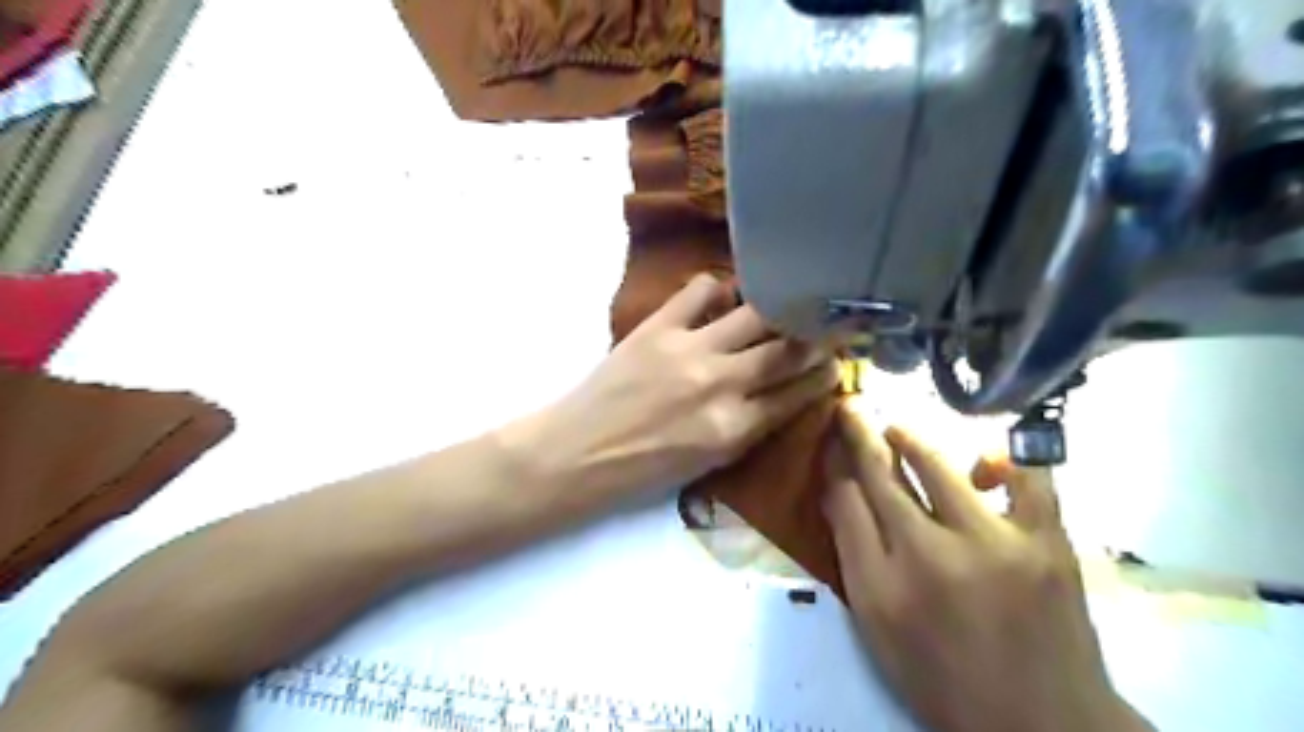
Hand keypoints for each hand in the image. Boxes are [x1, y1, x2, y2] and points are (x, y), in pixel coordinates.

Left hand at [509, 271, 834, 503]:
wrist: (580, 451)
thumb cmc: (644, 469)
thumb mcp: (709, 462)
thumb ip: (750, 427)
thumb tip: (783, 392)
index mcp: (735, 429)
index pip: (798, 393)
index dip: (825, 375)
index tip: (838, 362)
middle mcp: (722, 385)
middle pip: (788, 350)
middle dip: (819, 336)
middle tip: (832, 325)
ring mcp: (690, 350)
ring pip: (756, 314)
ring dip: (780, 308)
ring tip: (788, 302)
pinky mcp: (659, 327)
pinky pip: (702, 290)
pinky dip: (720, 288)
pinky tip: (725, 295)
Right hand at [823, 410, 1149, 727]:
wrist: (1041, 724)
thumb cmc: (942, 676)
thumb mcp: (877, 625)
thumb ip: (853, 553)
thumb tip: (838, 491)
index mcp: (883, 583)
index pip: (846, 499)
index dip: (835, 460)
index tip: (830, 437)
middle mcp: (932, 554)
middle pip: (884, 475)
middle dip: (861, 434)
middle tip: (851, 408)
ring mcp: (995, 543)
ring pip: (939, 468)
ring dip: (911, 440)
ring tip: (897, 430)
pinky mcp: (1047, 543)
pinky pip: (1027, 478)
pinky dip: (1001, 459)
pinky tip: (983, 464)